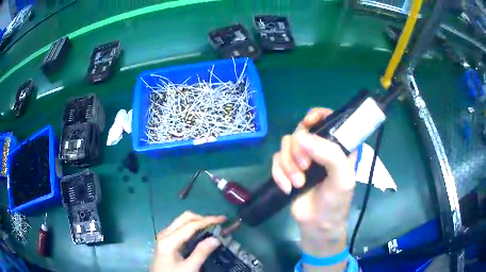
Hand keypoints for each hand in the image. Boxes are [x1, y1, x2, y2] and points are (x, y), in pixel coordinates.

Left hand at [151, 211, 225, 271]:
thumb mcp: (189, 268)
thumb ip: (201, 253)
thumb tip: (216, 238)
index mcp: (169, 240)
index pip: (191, 225)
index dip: (208, 220)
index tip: (223, 219)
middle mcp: (165, 233)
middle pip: (185, 218)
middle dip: (203, 218)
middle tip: (218, 223)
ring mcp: (165, 236)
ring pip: (182, 221)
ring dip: (198, 222)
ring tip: (213, 227)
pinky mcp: (166, 240)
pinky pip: (180, 228)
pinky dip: (192, 227)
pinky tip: (201, 234)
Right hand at [272, 108, 355, 256]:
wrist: (317, 224)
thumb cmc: (336, 201)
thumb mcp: (342, 178)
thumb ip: (329, 154)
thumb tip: (301, 137)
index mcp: (337, 146)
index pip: (328, 118)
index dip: (317, 115)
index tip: (308, 123)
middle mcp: (319, 148)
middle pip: (301, 130)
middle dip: (299, 150)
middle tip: (305, 168)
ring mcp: (302, 158)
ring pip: (285, 145)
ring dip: (288, 165)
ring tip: (297, 184)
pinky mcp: (287, 168)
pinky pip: (276, 160)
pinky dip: (279, 174)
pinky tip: (287, 188)